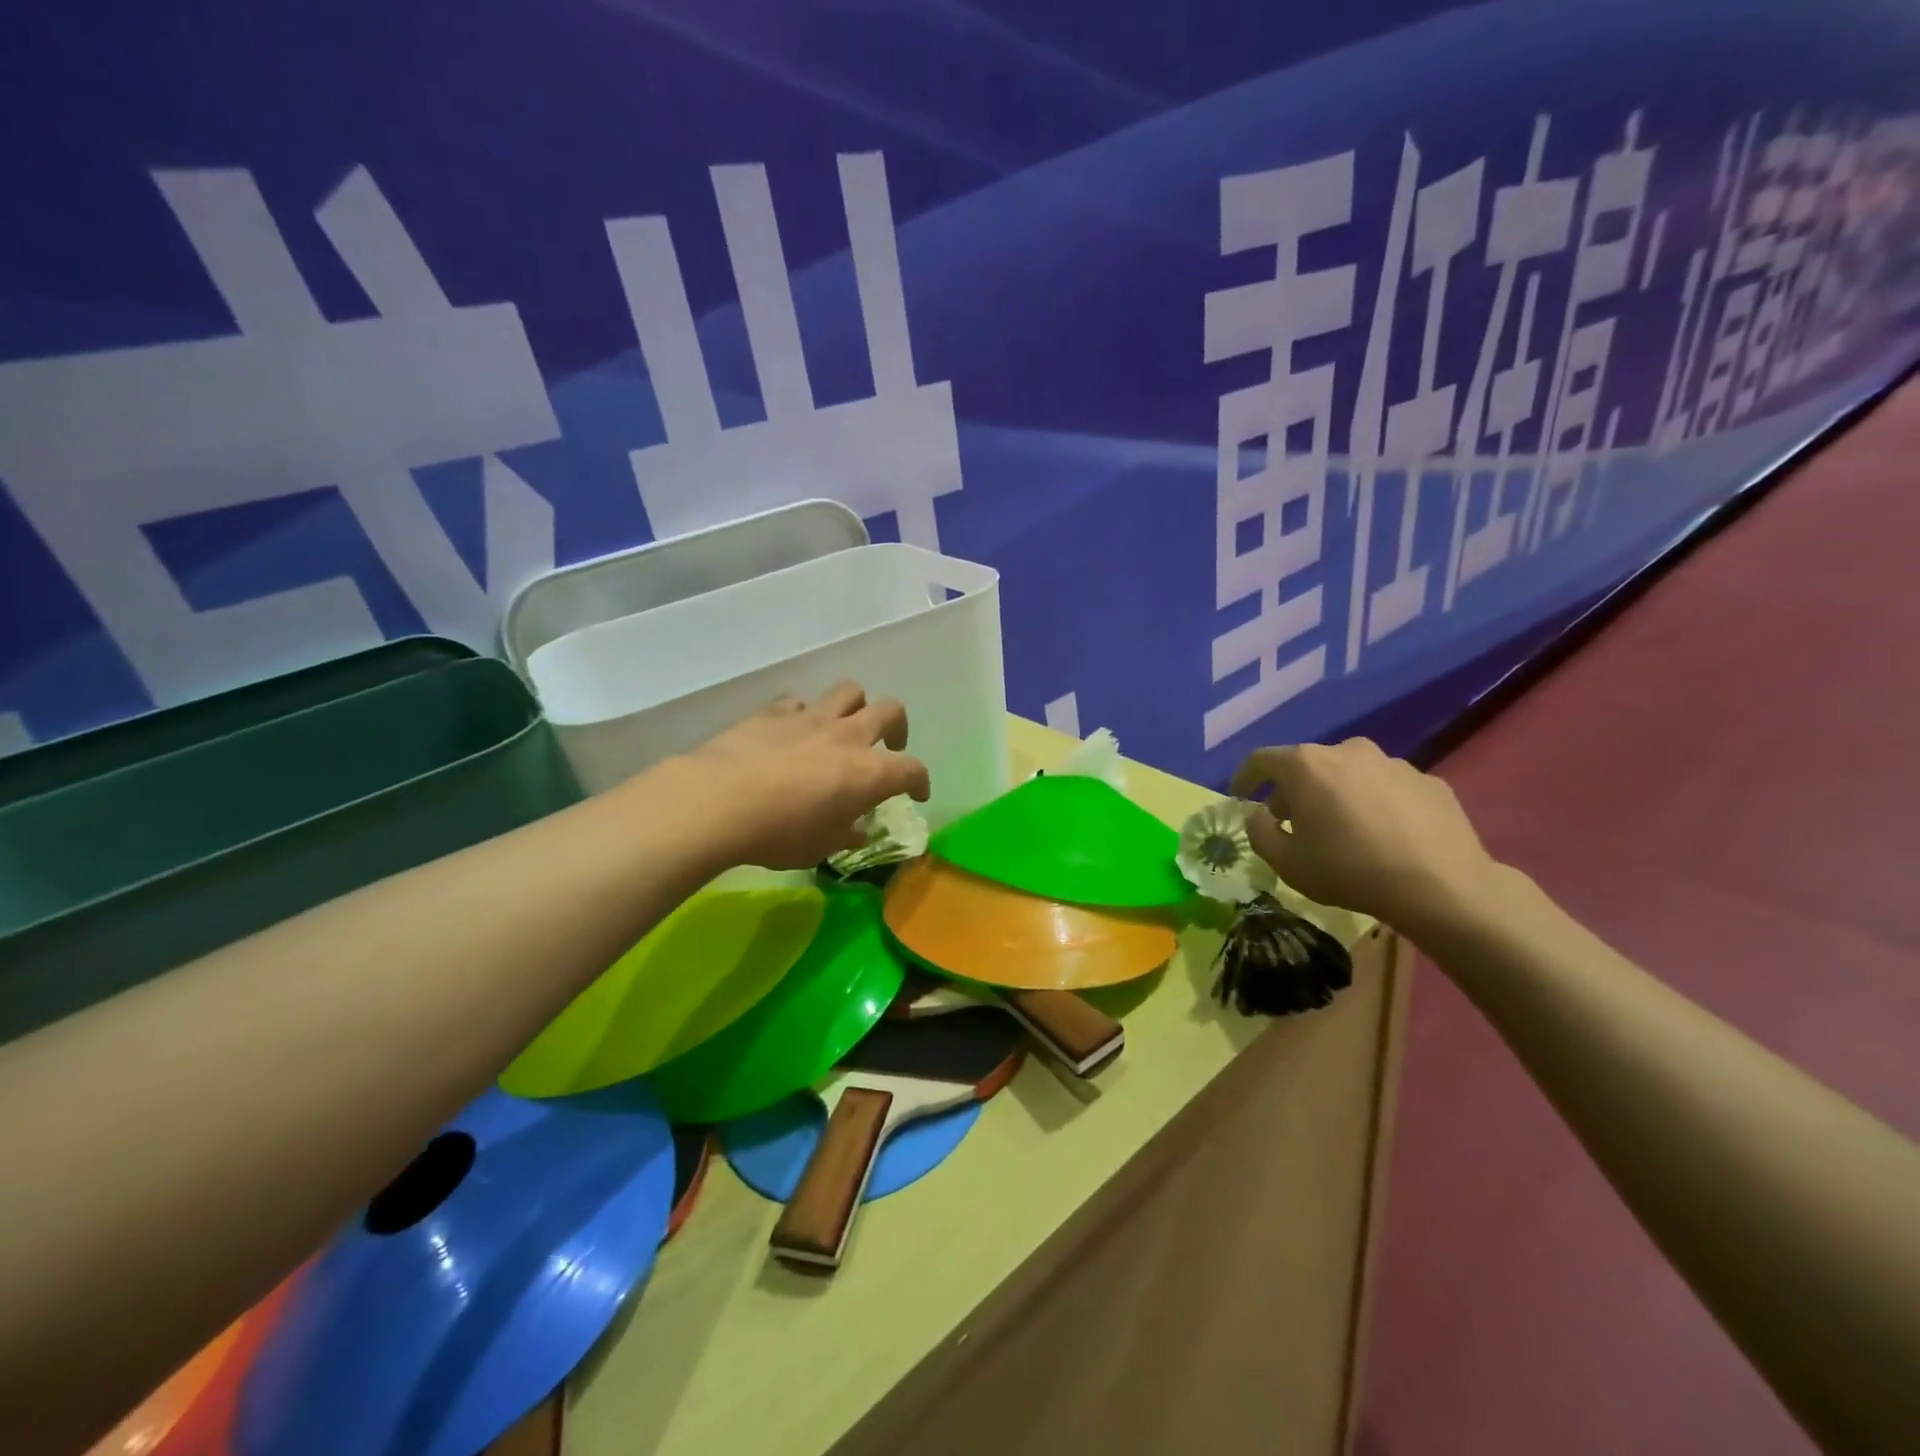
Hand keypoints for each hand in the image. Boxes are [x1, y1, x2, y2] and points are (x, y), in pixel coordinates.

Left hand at [668, 682, 930, 870]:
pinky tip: (793, 731)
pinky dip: (803, 713)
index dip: (920, 781)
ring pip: (850, 691)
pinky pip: (800, 702)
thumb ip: (845, 834)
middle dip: (898, 727)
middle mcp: (849, 737)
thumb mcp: (819, 847)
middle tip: (889, 745)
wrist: (720, 801)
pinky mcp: (775, 711)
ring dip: (854, 707)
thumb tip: (855, 830)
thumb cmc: (779, 834)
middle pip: (891, 711)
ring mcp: (812, 717)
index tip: (916, 793)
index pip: (913, 769)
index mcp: (869, 773)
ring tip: (844, 728)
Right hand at [1230, 738, 1505, 933]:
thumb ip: (1258, 832)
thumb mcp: (1286, 862)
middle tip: (1292, 823)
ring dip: (1337, 795)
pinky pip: (1388, 789)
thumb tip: (1258, 813)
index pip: (1261, 760)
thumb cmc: (1349, 870)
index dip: (1245, 777)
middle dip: (1293, 791)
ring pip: (1350, 774)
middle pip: (1308, 765)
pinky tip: (1384, 836)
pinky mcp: (1429, 781)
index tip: (1241, 796)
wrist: (1442, 886)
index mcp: (1307, 765)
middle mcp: (1348, 751)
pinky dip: (1376, 805)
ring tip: (1342, 830)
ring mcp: (1393, 763)